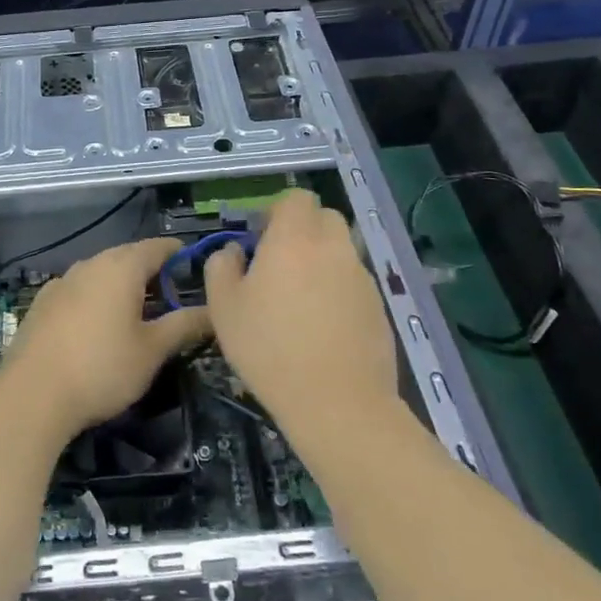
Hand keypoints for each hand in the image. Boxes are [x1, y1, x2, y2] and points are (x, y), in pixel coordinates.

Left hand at [6, 238, 211, 438]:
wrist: (33, 394)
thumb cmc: (102, 368)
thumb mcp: (152, 350)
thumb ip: (184, 325)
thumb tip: (214, 311)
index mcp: (121, 267)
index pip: (157, 247)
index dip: (178, 254)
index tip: (193, 266)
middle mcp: (90, 264)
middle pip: (126, 256)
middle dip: (150, 270)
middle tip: (170, 294)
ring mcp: (62, 282)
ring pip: (100, 272)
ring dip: (120, 284)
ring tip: (136, 310)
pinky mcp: (42, 303)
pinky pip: (78, 289)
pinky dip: (95, 297)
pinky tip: (96, 323)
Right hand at [203, 191, 398, 427]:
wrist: (338, 402)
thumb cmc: (270, 348)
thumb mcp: (224, 308)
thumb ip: (221, 267)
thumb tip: (234, 251)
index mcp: (294, 239)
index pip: (297, 198)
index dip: (277, 211)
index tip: (260, 239)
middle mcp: (333, 248)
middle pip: (324, 218)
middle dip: (303, 230)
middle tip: (279, 264)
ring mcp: (361, 277)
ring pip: (341, 251)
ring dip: (321, 262)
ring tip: (299, 301)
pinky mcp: (378, 307)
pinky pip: (353, 283)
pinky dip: (338, 291)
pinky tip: (322, 327)